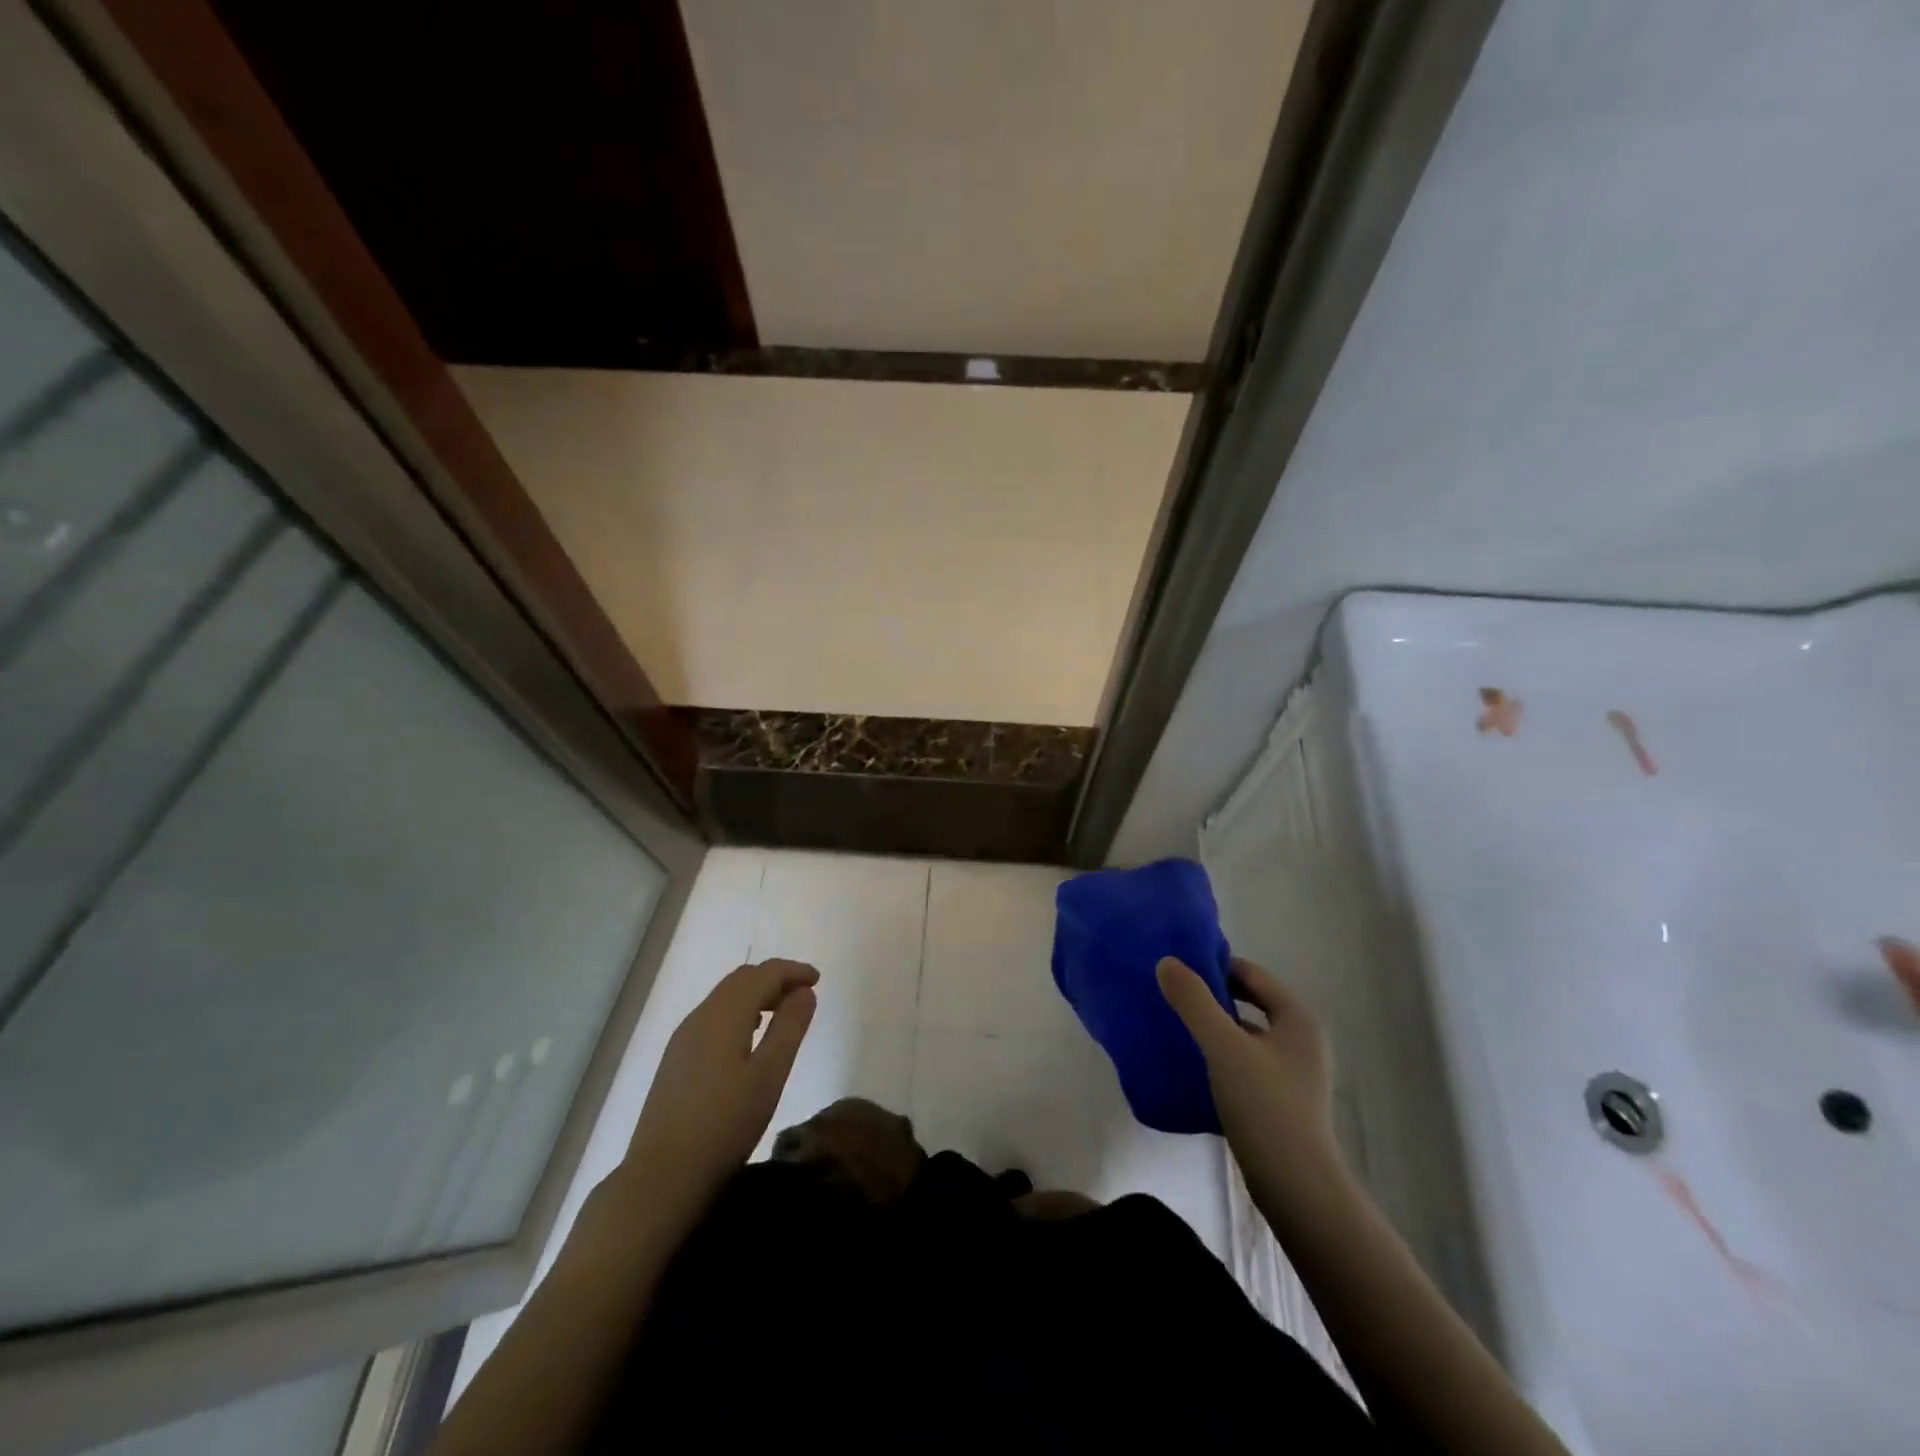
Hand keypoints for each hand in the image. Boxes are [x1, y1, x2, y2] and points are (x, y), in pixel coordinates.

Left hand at [621, 959, 818, 1221]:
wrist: (662, 1176)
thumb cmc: (725, 1124)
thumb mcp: (770, 1074)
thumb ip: (790, 1027)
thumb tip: (804, 992)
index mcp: (725, 1014)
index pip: (763, 974)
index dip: (792, 971)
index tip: (817, 979)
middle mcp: (700, 1016)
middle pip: (741, 980)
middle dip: (774, 979)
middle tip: (803, 995)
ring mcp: (683, 1038)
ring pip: (725, 998)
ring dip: (756, 995)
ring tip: (781, 1015)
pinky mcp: (676, 1060)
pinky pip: (713, 1018)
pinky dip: (738, 1013)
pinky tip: (749, 1038)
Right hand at [1157, 956, 1343, 1207]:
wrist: (1297, 1189)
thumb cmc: (1266, 1107)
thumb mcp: (1224, 1048)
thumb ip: (1194, 1003)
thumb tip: (1166, 962)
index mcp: (1297, 1019)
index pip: (1252, 974)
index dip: (1215, 966)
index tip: (1178, 969)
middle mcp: (1301, 1040)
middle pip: (1249, 1003)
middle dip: (1212, 997)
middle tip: (1172, 996)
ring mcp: (1293, 1073)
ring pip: (1245, 1035)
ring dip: (1214, 1028)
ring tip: (1175, 1027)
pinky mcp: (1281, 1101)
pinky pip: (1245, 1062)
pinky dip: (1220, 1056)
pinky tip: (1193, 1065)